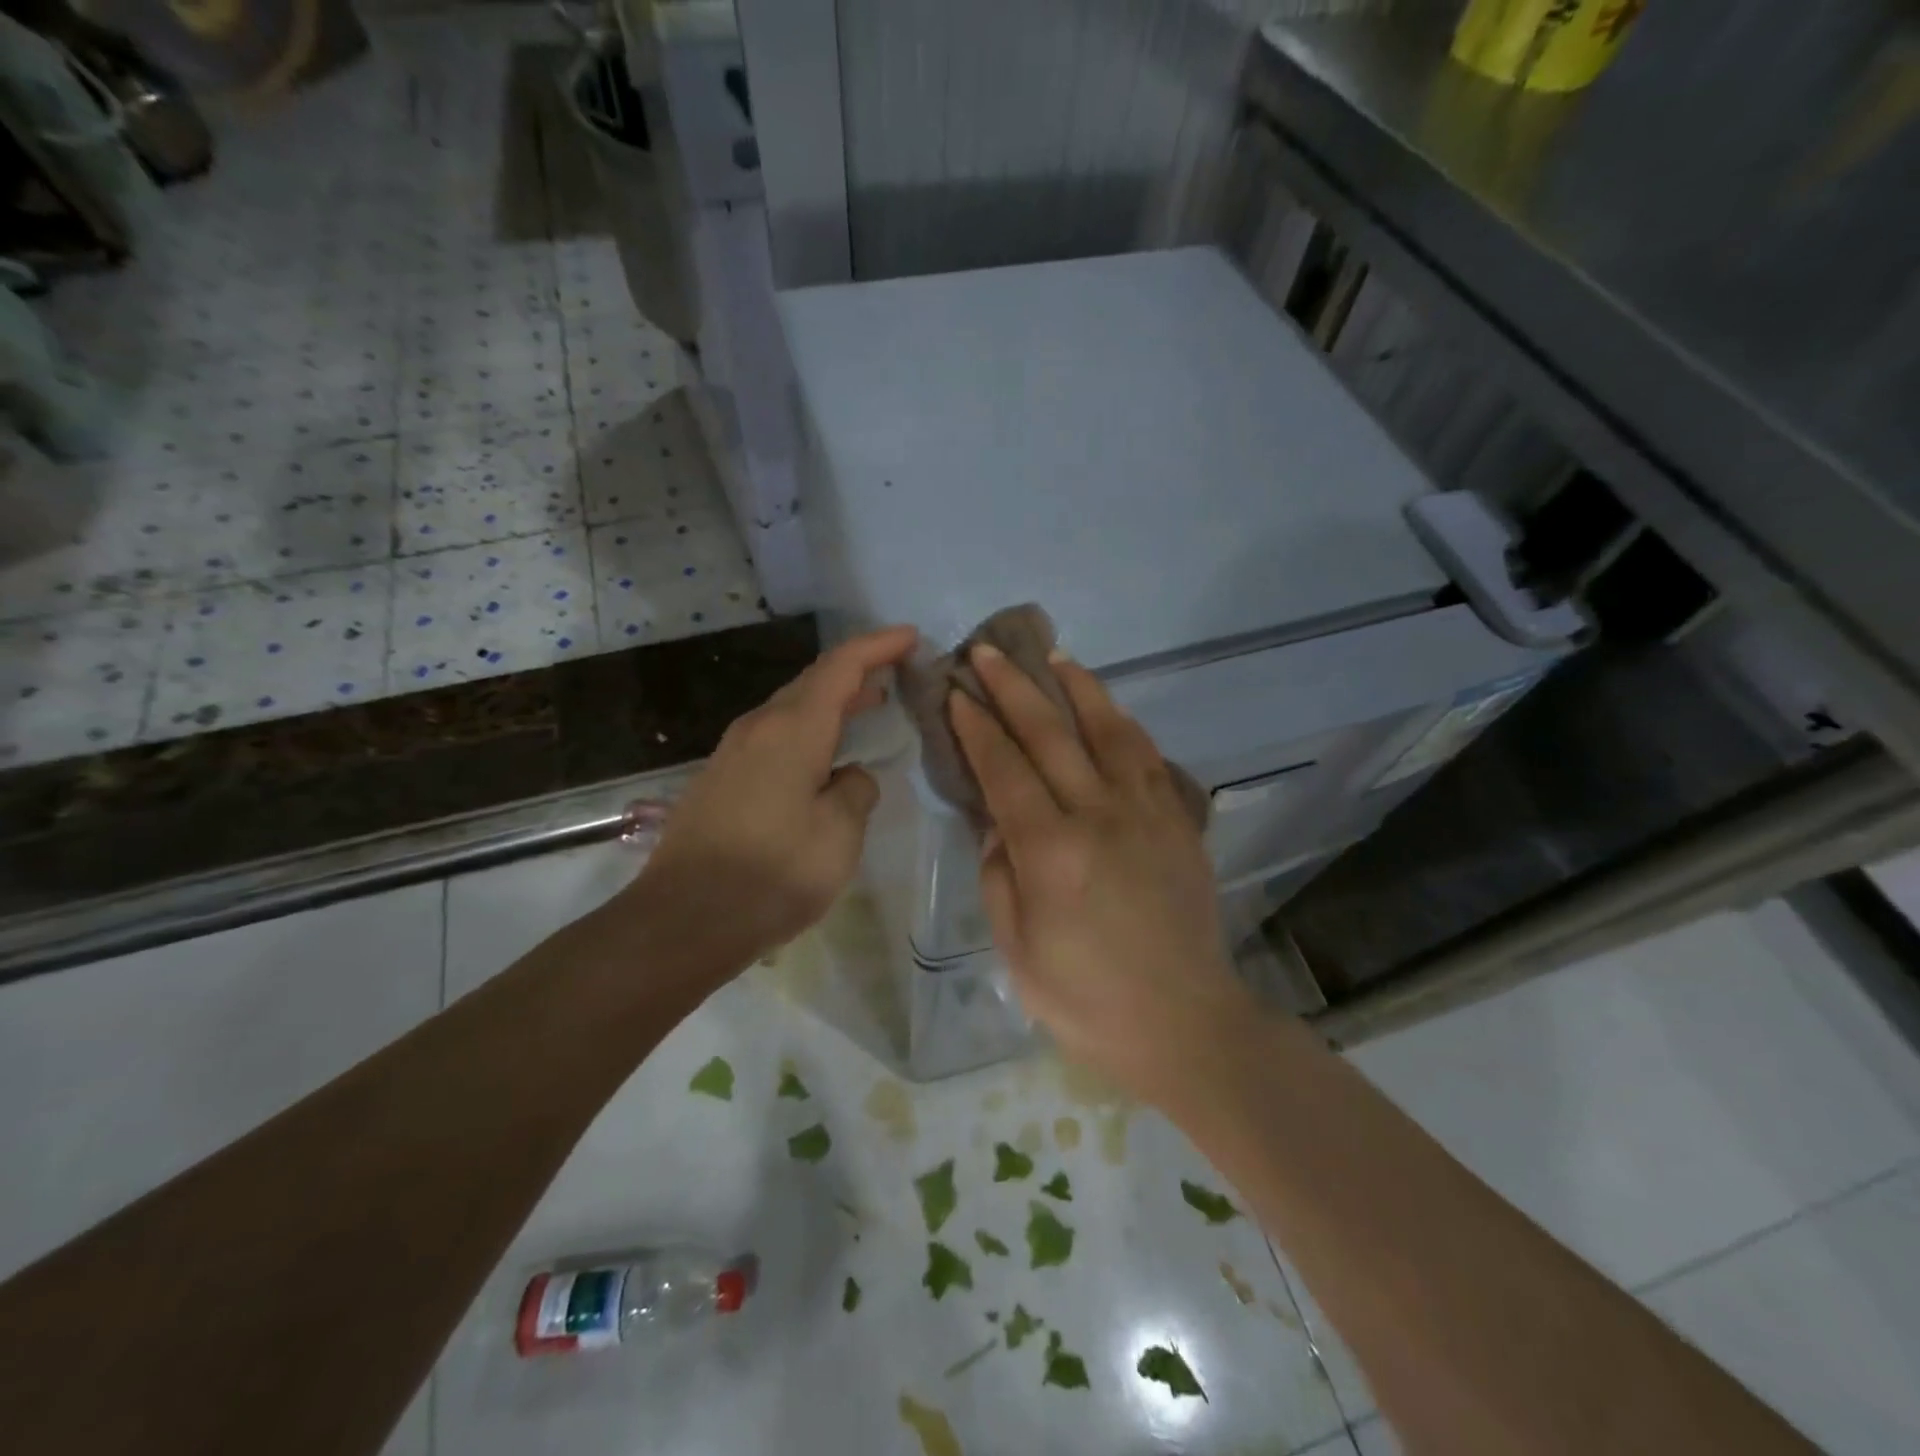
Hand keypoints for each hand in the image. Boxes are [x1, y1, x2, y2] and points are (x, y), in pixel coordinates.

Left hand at [631, 625, 916, 973]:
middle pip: (813, 681)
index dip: (878, 646)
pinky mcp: (722, 778)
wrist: (683, 920)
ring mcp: (734, 752)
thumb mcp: (838, 835)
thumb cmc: (772, 875)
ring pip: (792, 708)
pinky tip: (825, 754)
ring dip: (832, 701)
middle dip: (857, 670)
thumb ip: (856, 792)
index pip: (841, 667)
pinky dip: (810, 729)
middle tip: (897, 670)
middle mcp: (759, 727)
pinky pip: (776, 735)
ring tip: (870, 704)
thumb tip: (850, 776)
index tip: (911, 637)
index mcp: (792, 730)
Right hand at [950, 644, 1252, 1103]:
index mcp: (1051, 852)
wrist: (1184, 1023)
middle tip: (988, 652)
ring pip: (1109, 731)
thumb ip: (999, 877)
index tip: (957, 692)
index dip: (977, 727)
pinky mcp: (1179, 822)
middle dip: (1014, 688)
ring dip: (1078, 688)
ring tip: (1056, 656)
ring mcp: (1147, 813)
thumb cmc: (1087, 1000)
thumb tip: (996, 824)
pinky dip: (1123, 725)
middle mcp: (1100, 817)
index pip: (1005, 770)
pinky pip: (1149, 757)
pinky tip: (1108, 711)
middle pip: (1051, 735)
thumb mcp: (1017, 951)